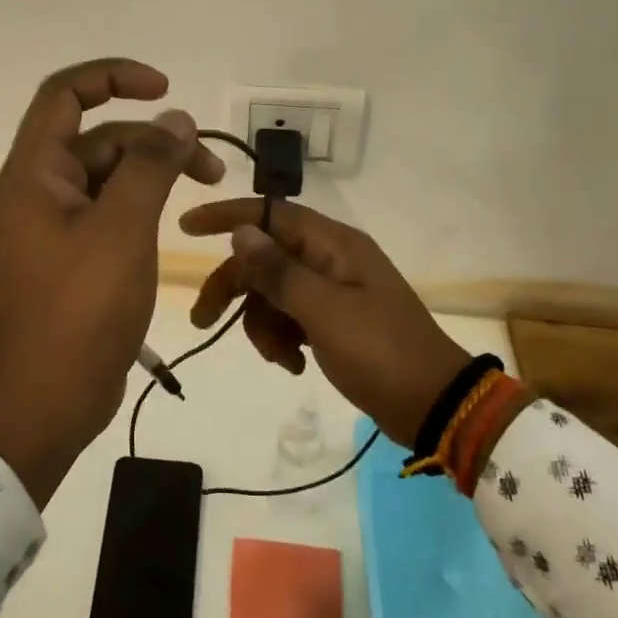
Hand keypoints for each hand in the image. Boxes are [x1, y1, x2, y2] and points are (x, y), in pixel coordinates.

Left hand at [0, 60, 224, 502]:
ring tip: (209, 185)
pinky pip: (113, 211)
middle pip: (100, 139)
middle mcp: (43, 189)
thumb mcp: (122, 228)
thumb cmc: (80, 307)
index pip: (66, 94)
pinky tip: (179, 220)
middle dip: (155, 139)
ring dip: (157, 172)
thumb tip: (175, 119)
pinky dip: (146, 204)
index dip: (113, 77)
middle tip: (210, 165)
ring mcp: (60, 225)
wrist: (47, 396)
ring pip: (112, 176)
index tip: (164, 88)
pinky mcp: (78, 255)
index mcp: (36, 172)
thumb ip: (150, 166)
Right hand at [179, 199, 470, 446]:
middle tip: (204, 322)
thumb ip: (278, 271)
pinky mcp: (334, 321)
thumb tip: (241, 232)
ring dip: (263, 325)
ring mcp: (333, 291)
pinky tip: (294, 365)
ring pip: (272, 293)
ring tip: (280, 358)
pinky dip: (283, 339)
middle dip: (234, 289)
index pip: (270, 214)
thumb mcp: (323, 311)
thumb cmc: (379, 351)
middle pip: (264, 259)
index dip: (226, 217)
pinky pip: (290, 317)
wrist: (431, 403)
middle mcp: (330, 259)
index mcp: (332, 244)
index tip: (186, 228)